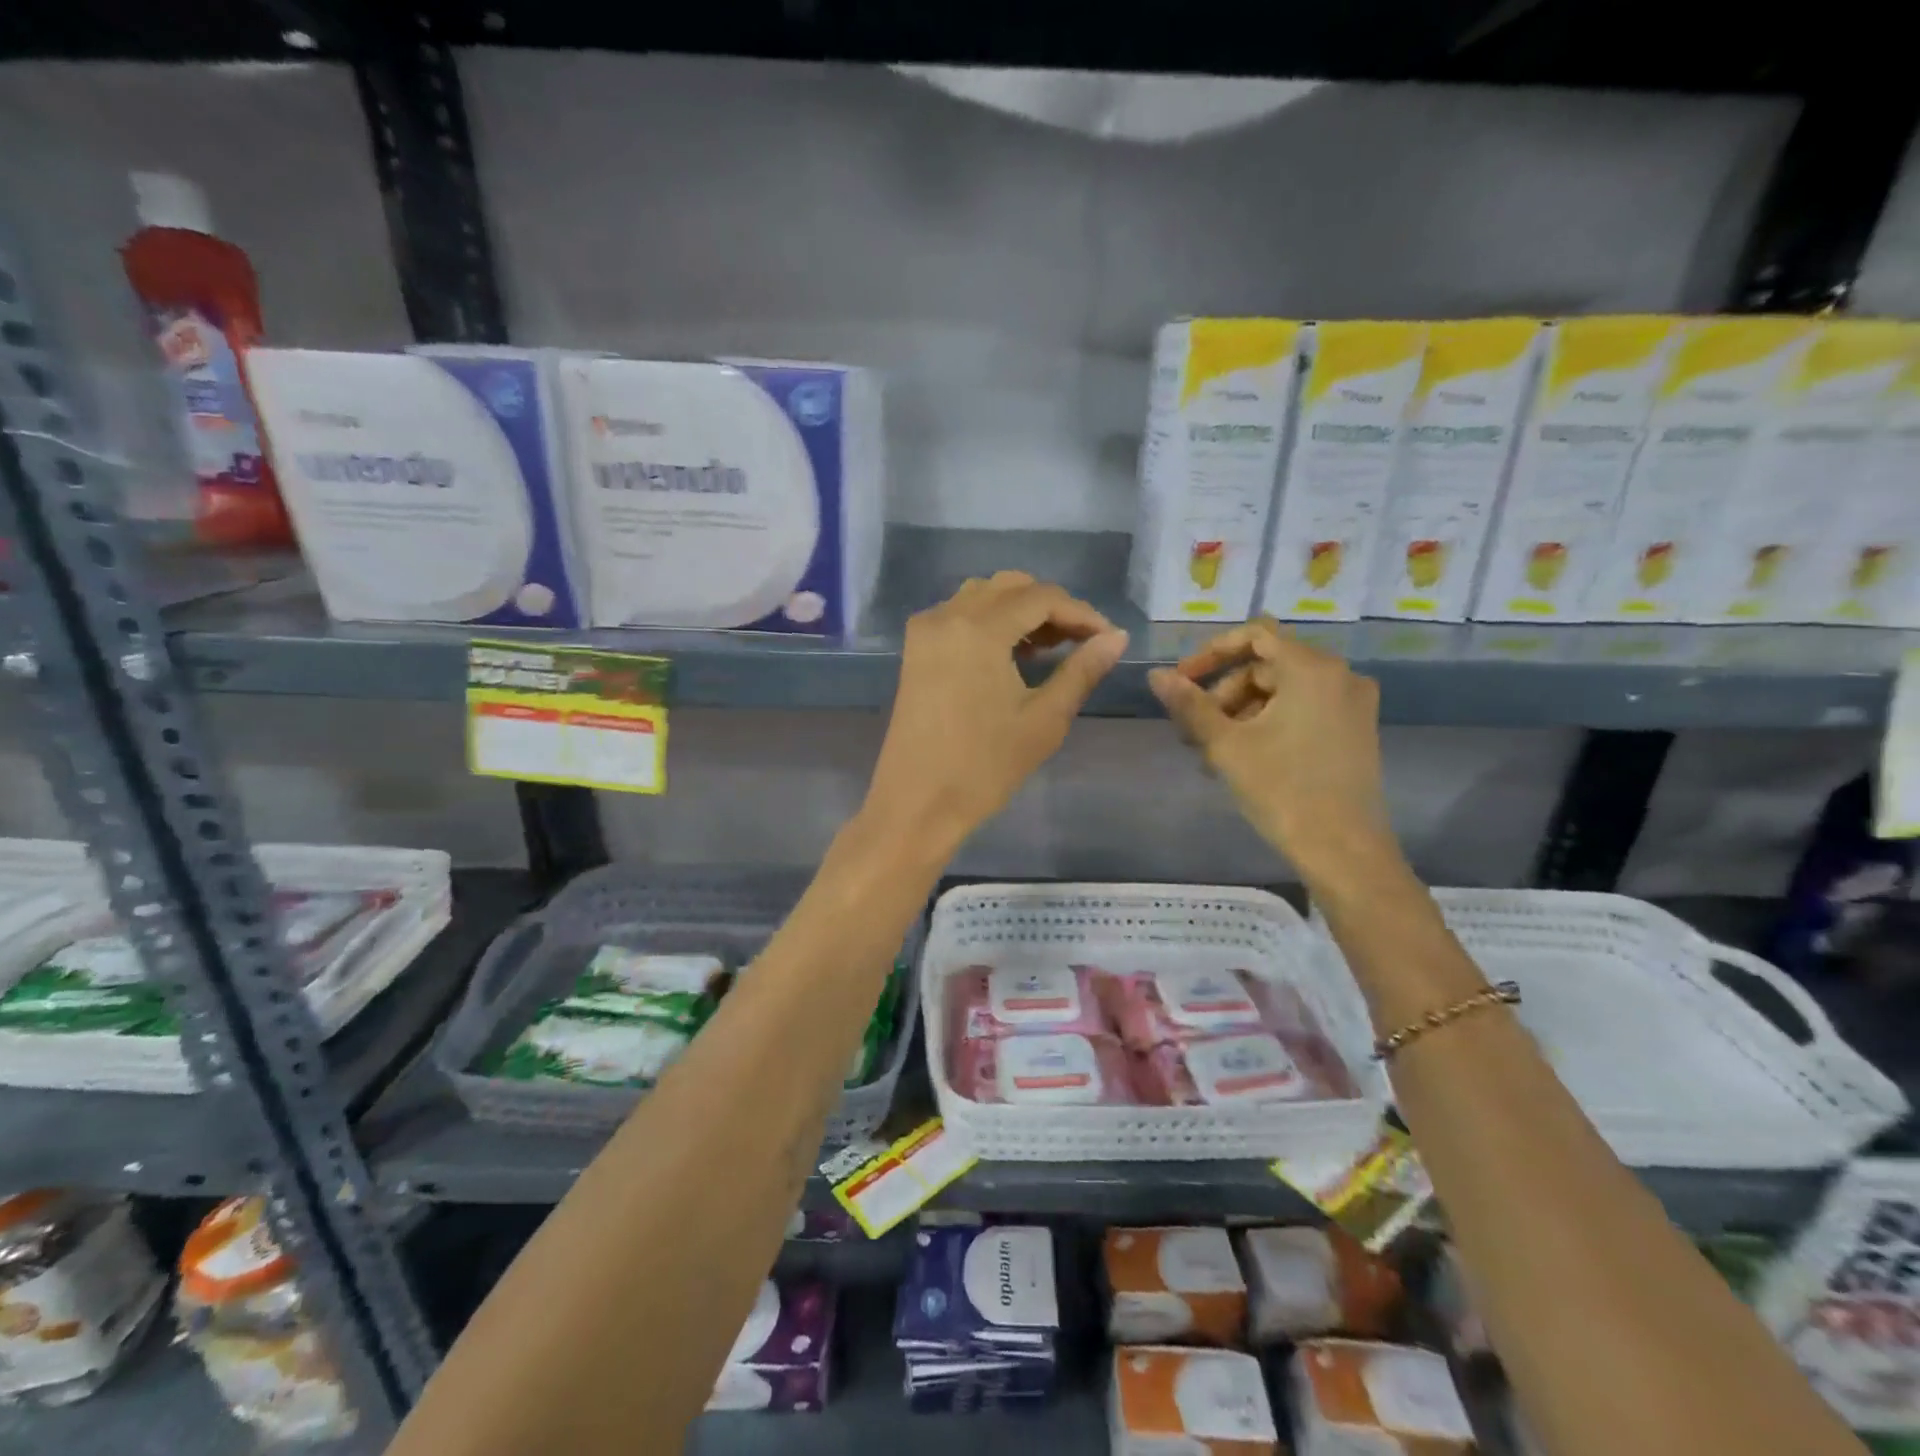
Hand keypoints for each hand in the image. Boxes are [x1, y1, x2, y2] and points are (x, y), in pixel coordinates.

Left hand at [864, 572, 1128, 853]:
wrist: (917, 803)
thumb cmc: (985, 766)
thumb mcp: (1044, 719)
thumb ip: (1082, 670)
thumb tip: (1117, 638)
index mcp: (978, 628)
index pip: (1041, 597)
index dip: (1082, 613)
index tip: (1108, 639)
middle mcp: (947, 615)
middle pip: (1010, 587)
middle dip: (1051, 607)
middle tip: (1080, 643)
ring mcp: (925, 630)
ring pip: (982, 596)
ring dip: (1020, 610)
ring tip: (1048, 648)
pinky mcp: (915, 649)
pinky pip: (959, 614)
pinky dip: (990, 621)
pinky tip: (1012, 654)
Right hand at [1149, 618, 1401, 886]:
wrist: (1344, 850)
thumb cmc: (1282, 790)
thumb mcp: (1226, 745)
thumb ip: (1189, 704)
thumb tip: (1155, 674)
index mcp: (1312, 669)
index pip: (1254, 635)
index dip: (1211, 653)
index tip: (1181, 681)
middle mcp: (1340, 675)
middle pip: (1265, 666)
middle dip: (1222, 694)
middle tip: (1192, 732)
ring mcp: (1352, 704)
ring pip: (1281, 691)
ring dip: (1239, 714)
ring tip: (1210, 754)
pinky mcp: (1355, 730)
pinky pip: (1302, 709)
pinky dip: (1268, 724)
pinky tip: (1241, 759)